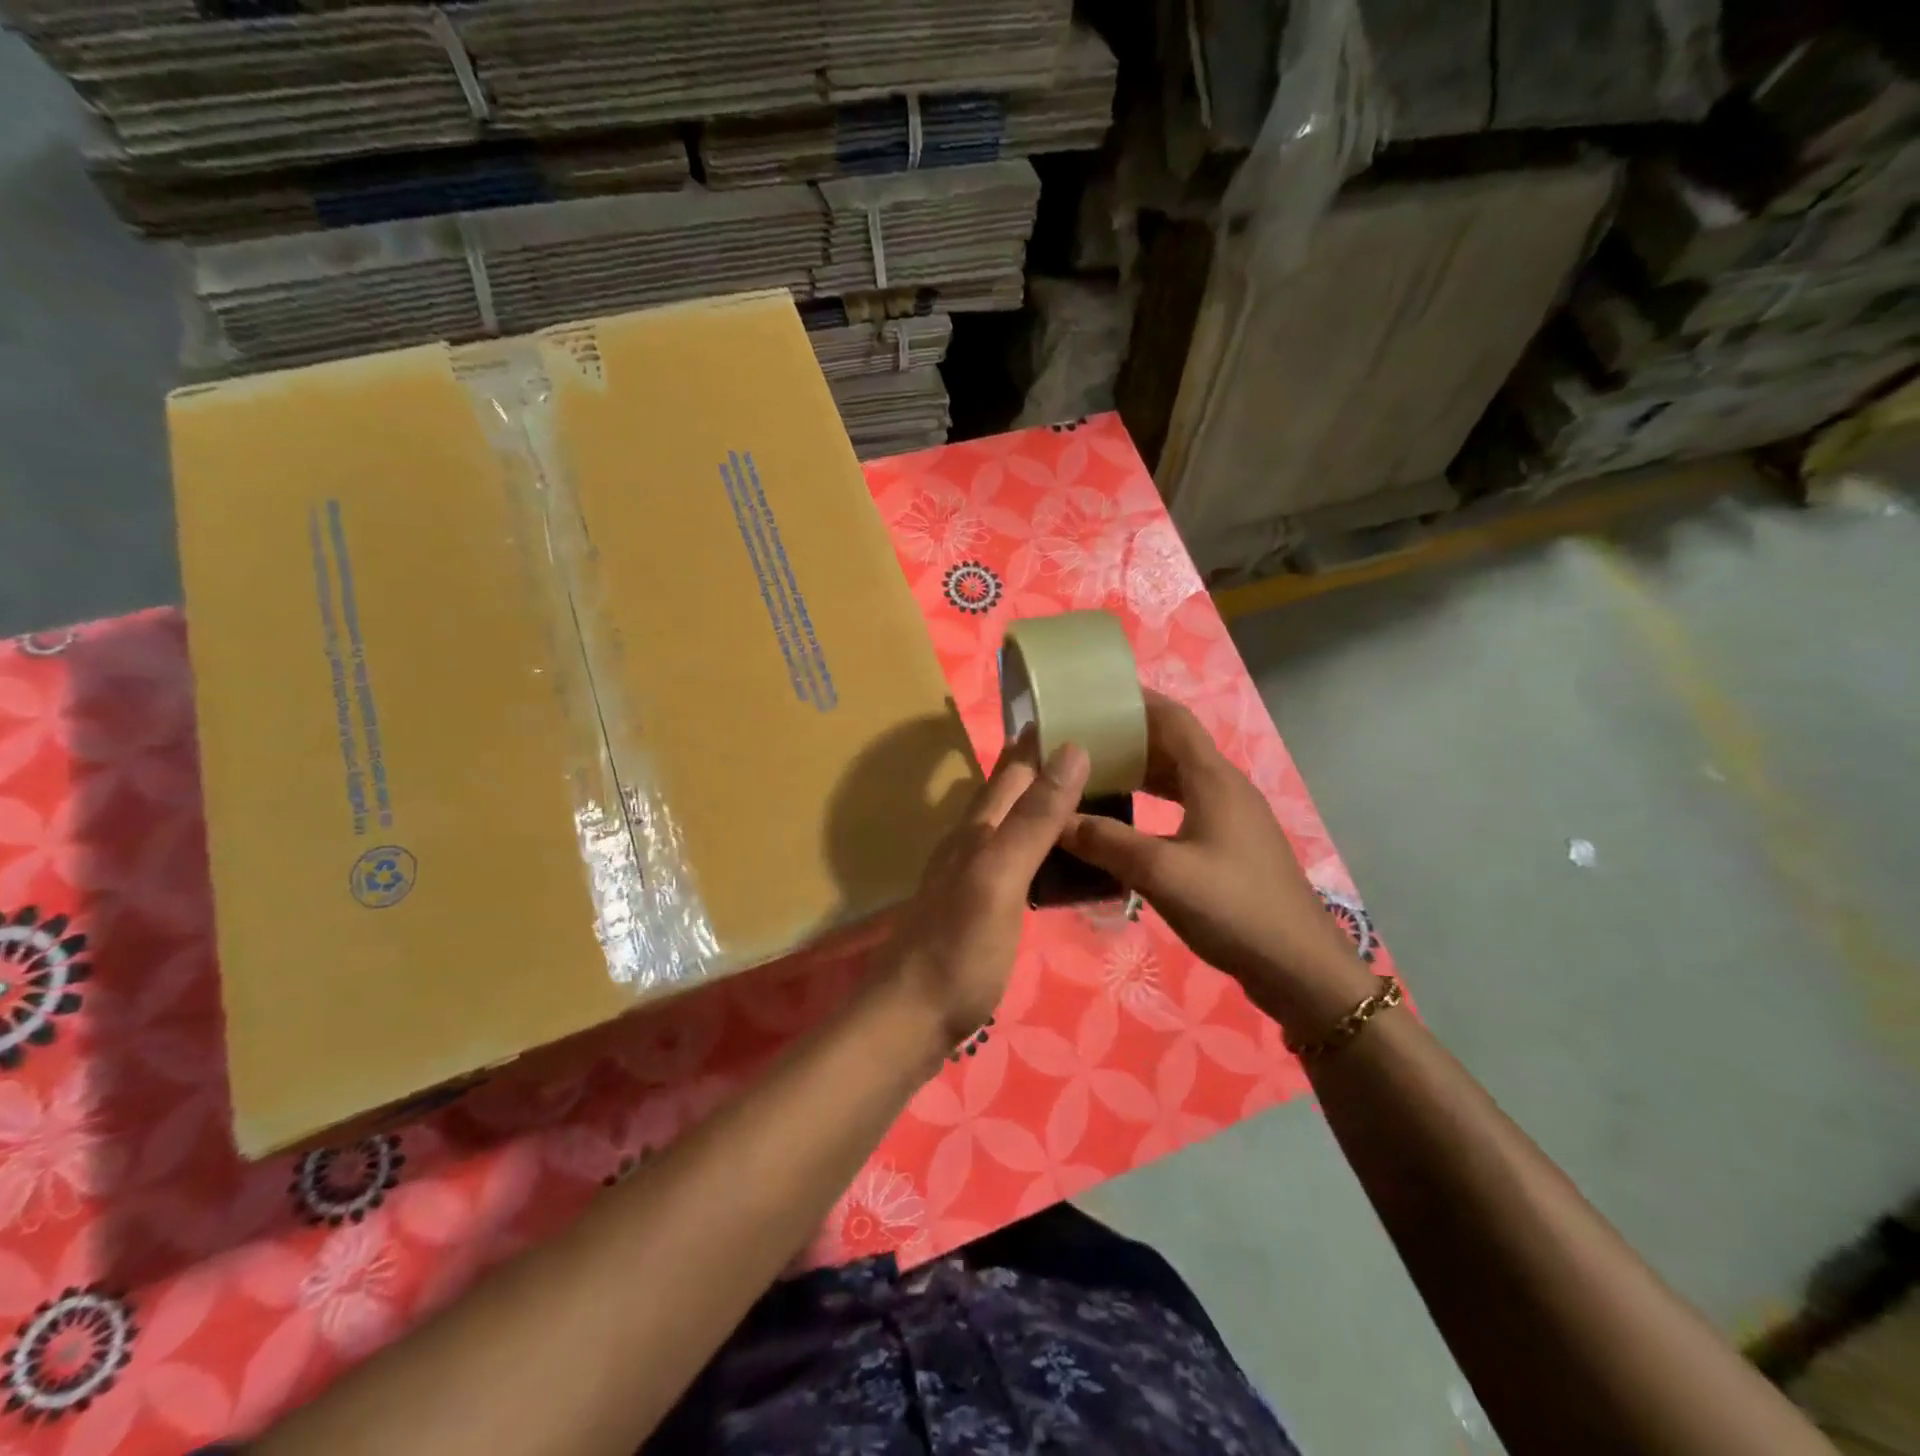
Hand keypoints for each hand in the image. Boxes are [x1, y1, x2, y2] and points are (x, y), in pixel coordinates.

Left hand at [881, 731, 1089, 1048]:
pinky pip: (1013, 858)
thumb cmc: (959, 949)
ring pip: (1010, 823)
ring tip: (1087, 796)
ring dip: (1043, 804)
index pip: (1015, 768)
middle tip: (1100, 751)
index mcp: (978, 829)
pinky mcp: (976, 906)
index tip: (1083, 712)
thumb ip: (1034, 819)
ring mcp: (969, 875)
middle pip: (1010, 791)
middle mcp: (970, 842)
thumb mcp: (1000, 878)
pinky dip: (1038, 845)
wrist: (909, 1019)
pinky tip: (1054, 857)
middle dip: (1046, 766)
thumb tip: (1071, 750)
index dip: (1044, 739)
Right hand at [1060, 691, 1373, 1031]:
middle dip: (1128, 737)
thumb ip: (1104, 842)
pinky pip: (1185, 806)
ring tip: (1093, 776)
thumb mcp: (1161, 873)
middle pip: (1173, 746)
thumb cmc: (1233, 908)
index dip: (1135, 701)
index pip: (1172, 719)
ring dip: (1139, 772)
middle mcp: (1224, 787)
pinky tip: (1127, 822)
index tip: (1093, 696)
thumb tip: (1054, 820)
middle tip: (1079, 741)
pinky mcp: (1231, 845)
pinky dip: (1153, 802)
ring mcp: (1232, 818)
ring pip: (1179, 778)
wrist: (1298, 967)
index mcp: (1213, 779)